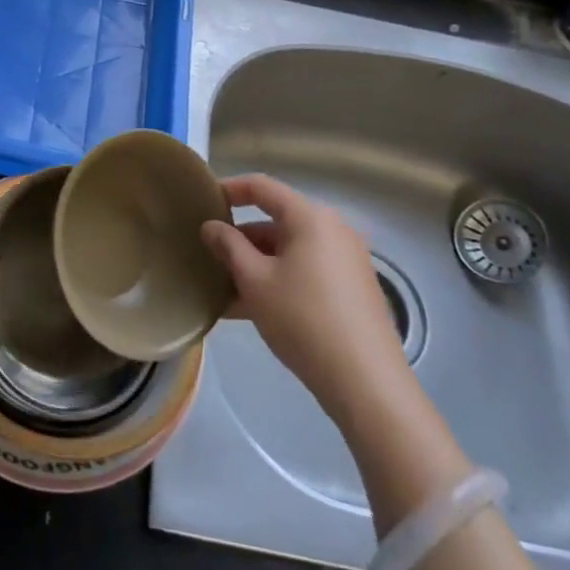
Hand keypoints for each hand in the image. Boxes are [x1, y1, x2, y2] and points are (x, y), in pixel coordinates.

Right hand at [201, 174, 408, 416]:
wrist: (366, 382)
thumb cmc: (303, 319)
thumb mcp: (254, 280)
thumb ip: (228, 246)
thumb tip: (211, 226)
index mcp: (310, 217)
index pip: (262, 187)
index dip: (230, 189)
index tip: (203, 202)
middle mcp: (333, 230)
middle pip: (276, 221)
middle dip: (241, 239)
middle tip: (210, 256)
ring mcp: (347, 260)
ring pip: (289, 251)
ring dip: (256, 264)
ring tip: (224, 290)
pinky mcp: (352, 289)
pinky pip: (306, 271)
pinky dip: (278, 280)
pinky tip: (252, 310)